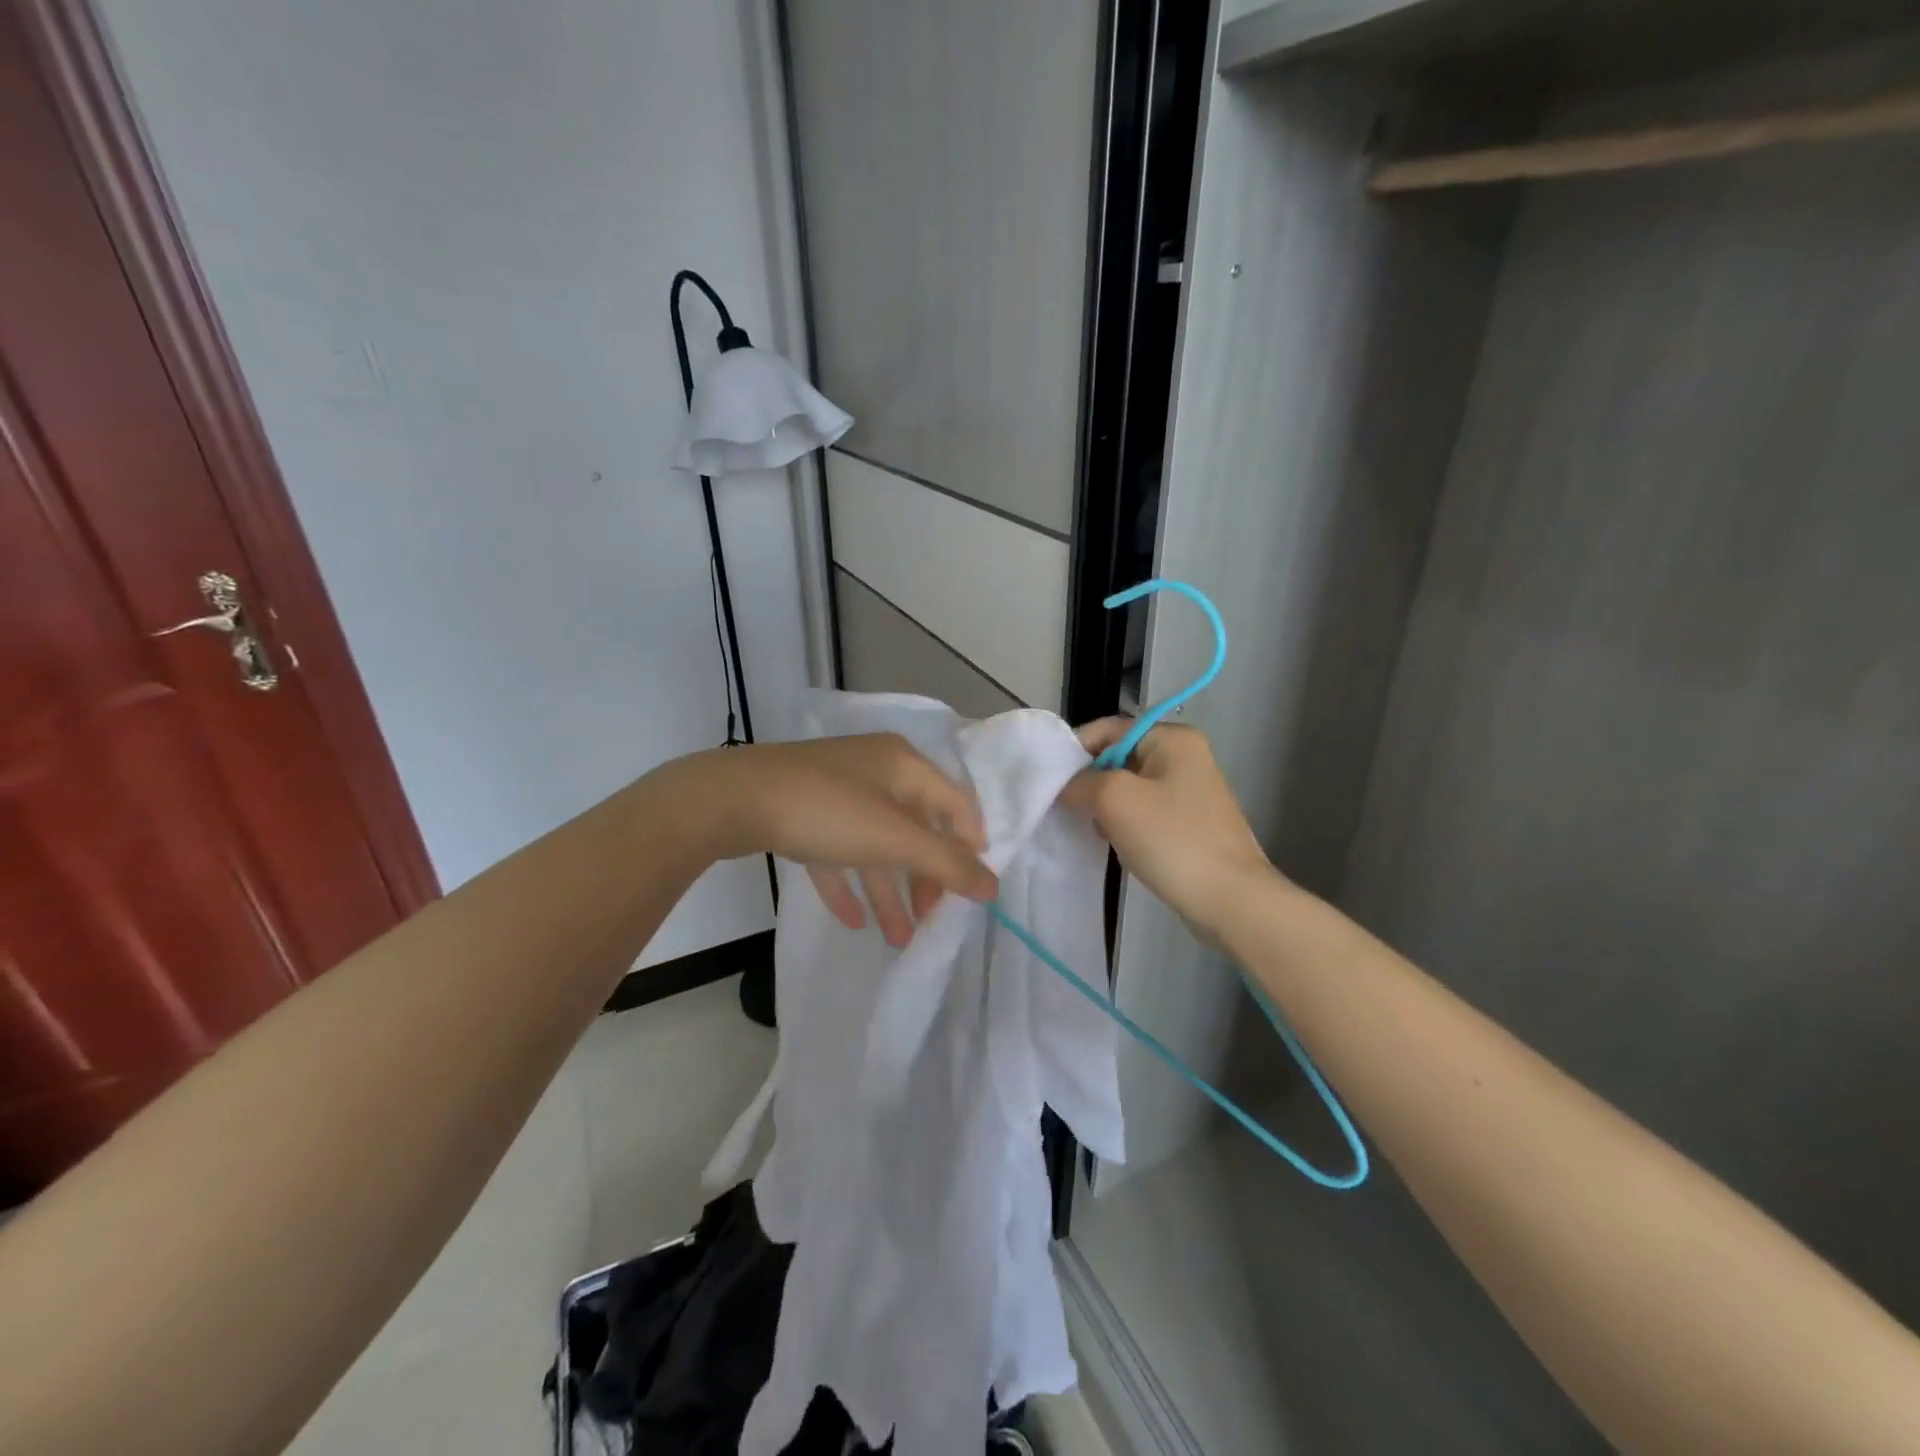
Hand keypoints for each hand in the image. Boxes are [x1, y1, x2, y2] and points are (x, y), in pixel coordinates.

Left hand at [679, 734, 995, 947]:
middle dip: (925, 878)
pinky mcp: (803, 812)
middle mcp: (875, 771)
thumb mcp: (893, 838)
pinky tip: (852, 919)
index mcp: (904, 765)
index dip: (970, 845)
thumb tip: (993, 886)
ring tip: (897, 938)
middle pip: (916, 828)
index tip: (973, 890)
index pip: (955, 804)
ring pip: (875, 845)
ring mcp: (836, 790)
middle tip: (930, 920)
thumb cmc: (827, 811)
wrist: (732, 799)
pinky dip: (848, 882)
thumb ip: (946, 863)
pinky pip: (837, 851)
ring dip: (888, 890)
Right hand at [1059, 718, 1276, 935]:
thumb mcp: (1115, 799)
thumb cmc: (1172, 839)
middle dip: (1089, 782)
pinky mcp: (1188, 822)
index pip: (1107, 729)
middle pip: (1116, 758)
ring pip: (1126, 788)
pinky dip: (1123, 824)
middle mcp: (1183, 756)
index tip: (1048, 781)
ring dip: (1104, 807)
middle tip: (1068, 808)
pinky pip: (1142, 812)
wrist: (1230, 899)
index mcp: (1172, 738)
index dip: (1073, 750)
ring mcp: (1188, 791)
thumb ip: (1079, 782)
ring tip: (1094, 829)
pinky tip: (1116, 844)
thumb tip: (1062, 785)